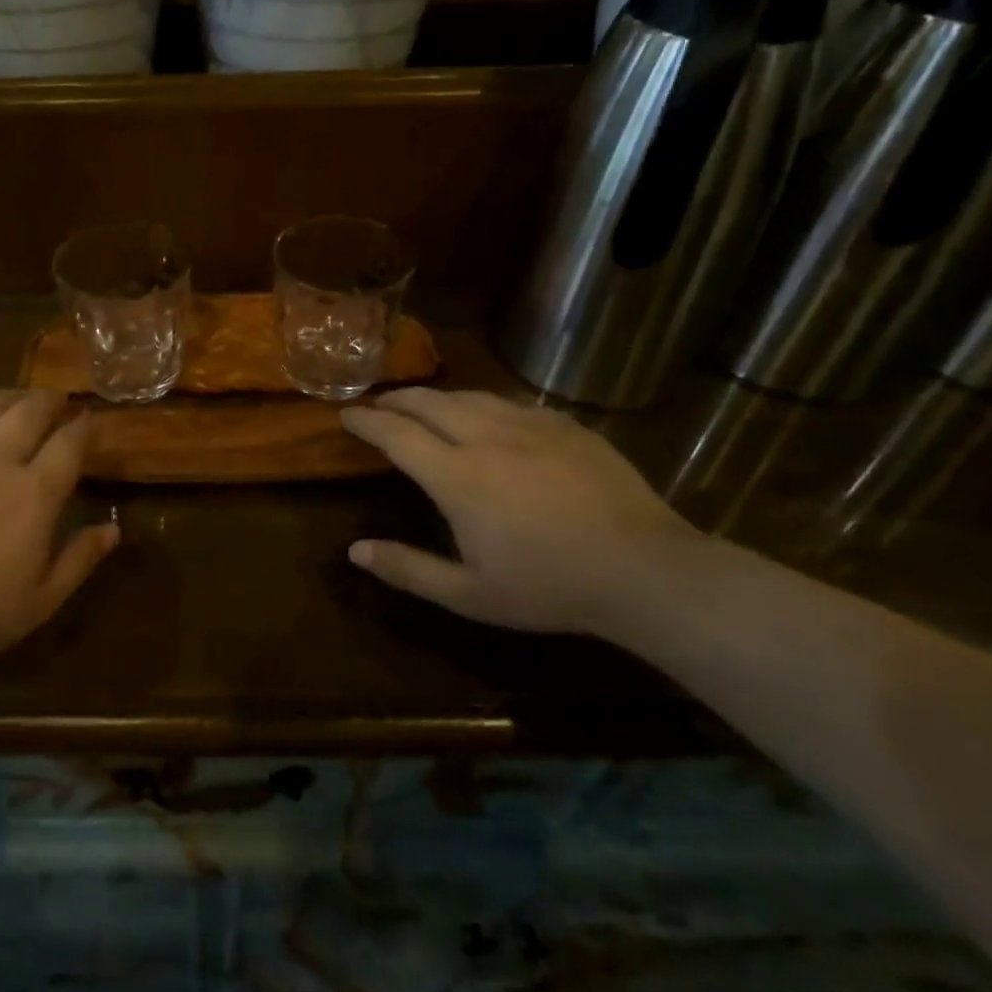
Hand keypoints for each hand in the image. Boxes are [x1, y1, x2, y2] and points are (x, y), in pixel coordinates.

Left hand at [0, 390, 117, 668]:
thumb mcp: (37, 603)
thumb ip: (79, 561)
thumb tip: (113, 529)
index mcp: (34, 493)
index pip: (70, 442)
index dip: (85, 427)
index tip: (91, 421)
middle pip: (31, 409)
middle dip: (52, 399)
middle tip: (59, 401)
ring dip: (13, 396)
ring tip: (21, 401)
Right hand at [340, 388, 699, 634]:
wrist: (646, 570)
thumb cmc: (549, 587)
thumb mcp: (470, 594)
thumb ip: (408, 570)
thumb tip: (354, 551)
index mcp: (457, 477)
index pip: (396, 434)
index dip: (366, 421)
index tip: (346, 415)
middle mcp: (487, 438)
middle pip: (428, 403)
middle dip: (396, 399)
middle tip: (378, 404)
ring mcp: (531, 426)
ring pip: (470, 396)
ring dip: (437, 398)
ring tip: (423, 405)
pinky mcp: (566, 426)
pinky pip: (512, 403)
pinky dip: (484, 405)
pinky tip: (489, 417)